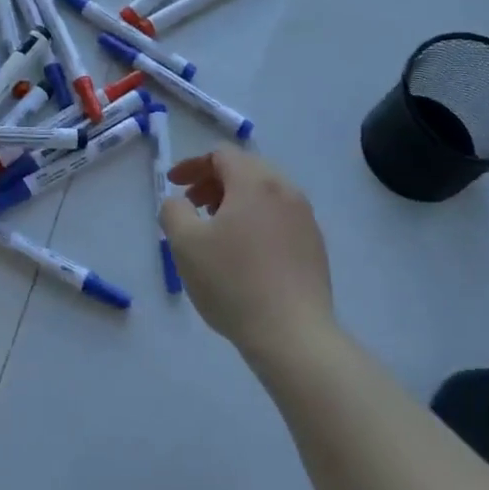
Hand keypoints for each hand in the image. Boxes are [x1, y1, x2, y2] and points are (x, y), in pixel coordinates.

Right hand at [162, 148, 333, 359]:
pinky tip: (245, 252)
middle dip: (214, 181)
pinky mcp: (315, 244)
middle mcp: (286, 190)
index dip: (193, 165)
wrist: (293, 334)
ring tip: (216, 229)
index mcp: (255, 182)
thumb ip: (173, 211)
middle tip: (193, 206)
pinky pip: (280, 216)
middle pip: (246, 169)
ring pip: (265, 193)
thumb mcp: (185, 244)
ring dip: (235, 200)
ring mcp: (305, 217)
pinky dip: (256, 219)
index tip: (174, 185)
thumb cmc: (233, 282)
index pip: (222, 155)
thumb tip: (180, 203)